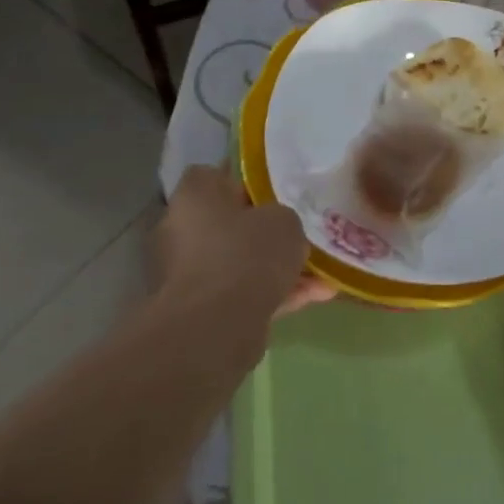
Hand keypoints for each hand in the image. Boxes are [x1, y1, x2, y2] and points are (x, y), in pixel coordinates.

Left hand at [153, 167, 331, 325]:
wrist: (218, 327)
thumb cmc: (247, 254)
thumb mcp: (285, 220)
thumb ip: (283, 217)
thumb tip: (279, 228)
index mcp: (194, 196)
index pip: (216, 176)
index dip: (247, 183)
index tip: (277, 194)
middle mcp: (181, 230)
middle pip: (230, 223)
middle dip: (265, 232)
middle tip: (300, 235)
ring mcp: (188, 273)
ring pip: (240, 262)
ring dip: (277, 267)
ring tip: (322, 274)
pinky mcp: (200, 310)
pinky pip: (243, 293)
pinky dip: (274, 294)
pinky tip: (317, 296)